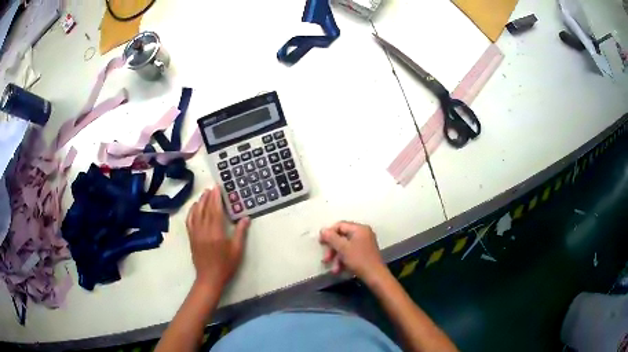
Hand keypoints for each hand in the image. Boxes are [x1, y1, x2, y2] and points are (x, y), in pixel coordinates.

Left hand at [186, 188, 249, 290]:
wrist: (209, 278)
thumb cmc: (226, 265)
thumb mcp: (237, 250)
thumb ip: (240, 233)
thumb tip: (246, 218)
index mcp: (216, 233)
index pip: (215, 211)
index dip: (216, 198)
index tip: (217, 188)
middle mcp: (204, 230)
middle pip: (205, 209)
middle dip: (208, 197)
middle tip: (212, 188)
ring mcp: (196, 233)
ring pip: (196, 213)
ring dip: (200, 202)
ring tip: (204, 194)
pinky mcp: (191, 237)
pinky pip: (189, 221)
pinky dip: (191, 212)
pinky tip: (194, 207)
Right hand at [319, 221, 389, 285]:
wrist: (375, 276)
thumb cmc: (359, 260)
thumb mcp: (343, 248)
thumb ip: (331, 238)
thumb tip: (323, 230)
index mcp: (359, 229)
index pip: (340, 225)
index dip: (329, 233)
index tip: (321, 243)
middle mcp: (363, 233)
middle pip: (342, 237)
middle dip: (333, 249)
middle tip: (326, 258)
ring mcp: (364, 243)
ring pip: (345, 247)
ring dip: (337, 257)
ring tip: (334, 269)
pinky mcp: (364, 253)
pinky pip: (351, 252)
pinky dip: (344, 260)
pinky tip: (339, 270)